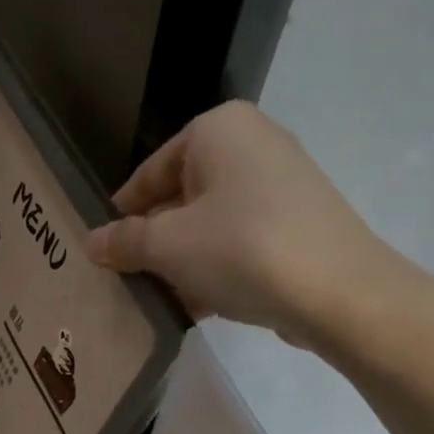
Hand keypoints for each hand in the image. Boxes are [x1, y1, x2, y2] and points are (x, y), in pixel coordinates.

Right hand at [88, 101, 414, 351]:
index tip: (105, 247)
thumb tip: (92, 242)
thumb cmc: (242, 250)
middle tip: (131, 277)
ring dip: (185, 260)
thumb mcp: (169, 246)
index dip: (125, 212)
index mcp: (219, 129)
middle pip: (184, 196)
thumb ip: (125, 241)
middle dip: (157, 241)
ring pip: (214, 222)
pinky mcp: (302, 222)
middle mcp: (255, 143)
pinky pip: (244, 240)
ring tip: (162, 297)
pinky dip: (220, 267)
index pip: (152, 170)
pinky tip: (201, 304)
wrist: (341, 293)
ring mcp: (284, 183)